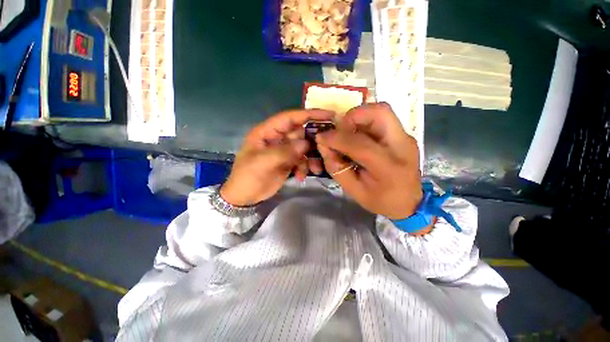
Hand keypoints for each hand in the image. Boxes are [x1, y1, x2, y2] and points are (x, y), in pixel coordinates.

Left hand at [221, 109, 334, 205]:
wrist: (245, 196)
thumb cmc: (248, 176)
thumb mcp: (262, 163)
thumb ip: (284, 151)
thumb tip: (305, 144)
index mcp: (268, 131)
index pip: (290, 118)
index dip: (309, 114)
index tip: (329, 115)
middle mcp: (278, 138)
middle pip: (301, 133)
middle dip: (314, 142)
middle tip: (326, 148)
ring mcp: (284, 150)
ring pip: (304, 148)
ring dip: (311, 158)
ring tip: (315, 169)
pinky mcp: (288, 161)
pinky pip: (302, 160)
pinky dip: (304, 168)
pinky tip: (300, 177)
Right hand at [316, 103, 422, 219]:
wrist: (410, 202)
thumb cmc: (381, 201)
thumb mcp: (354, 191)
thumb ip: (337, 169)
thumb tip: (323, 146)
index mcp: (389, 168)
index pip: (360, 144)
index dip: (337, 138)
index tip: (321, 137)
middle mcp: (402, 146)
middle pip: (380, 112)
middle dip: (353, 116)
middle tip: (339, 129)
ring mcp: (405, 138)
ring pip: (381, 110)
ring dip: (358, 117)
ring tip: (346, 132)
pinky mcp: (403, 135)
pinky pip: (381, 119)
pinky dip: (364, 122)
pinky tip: (356, 136)